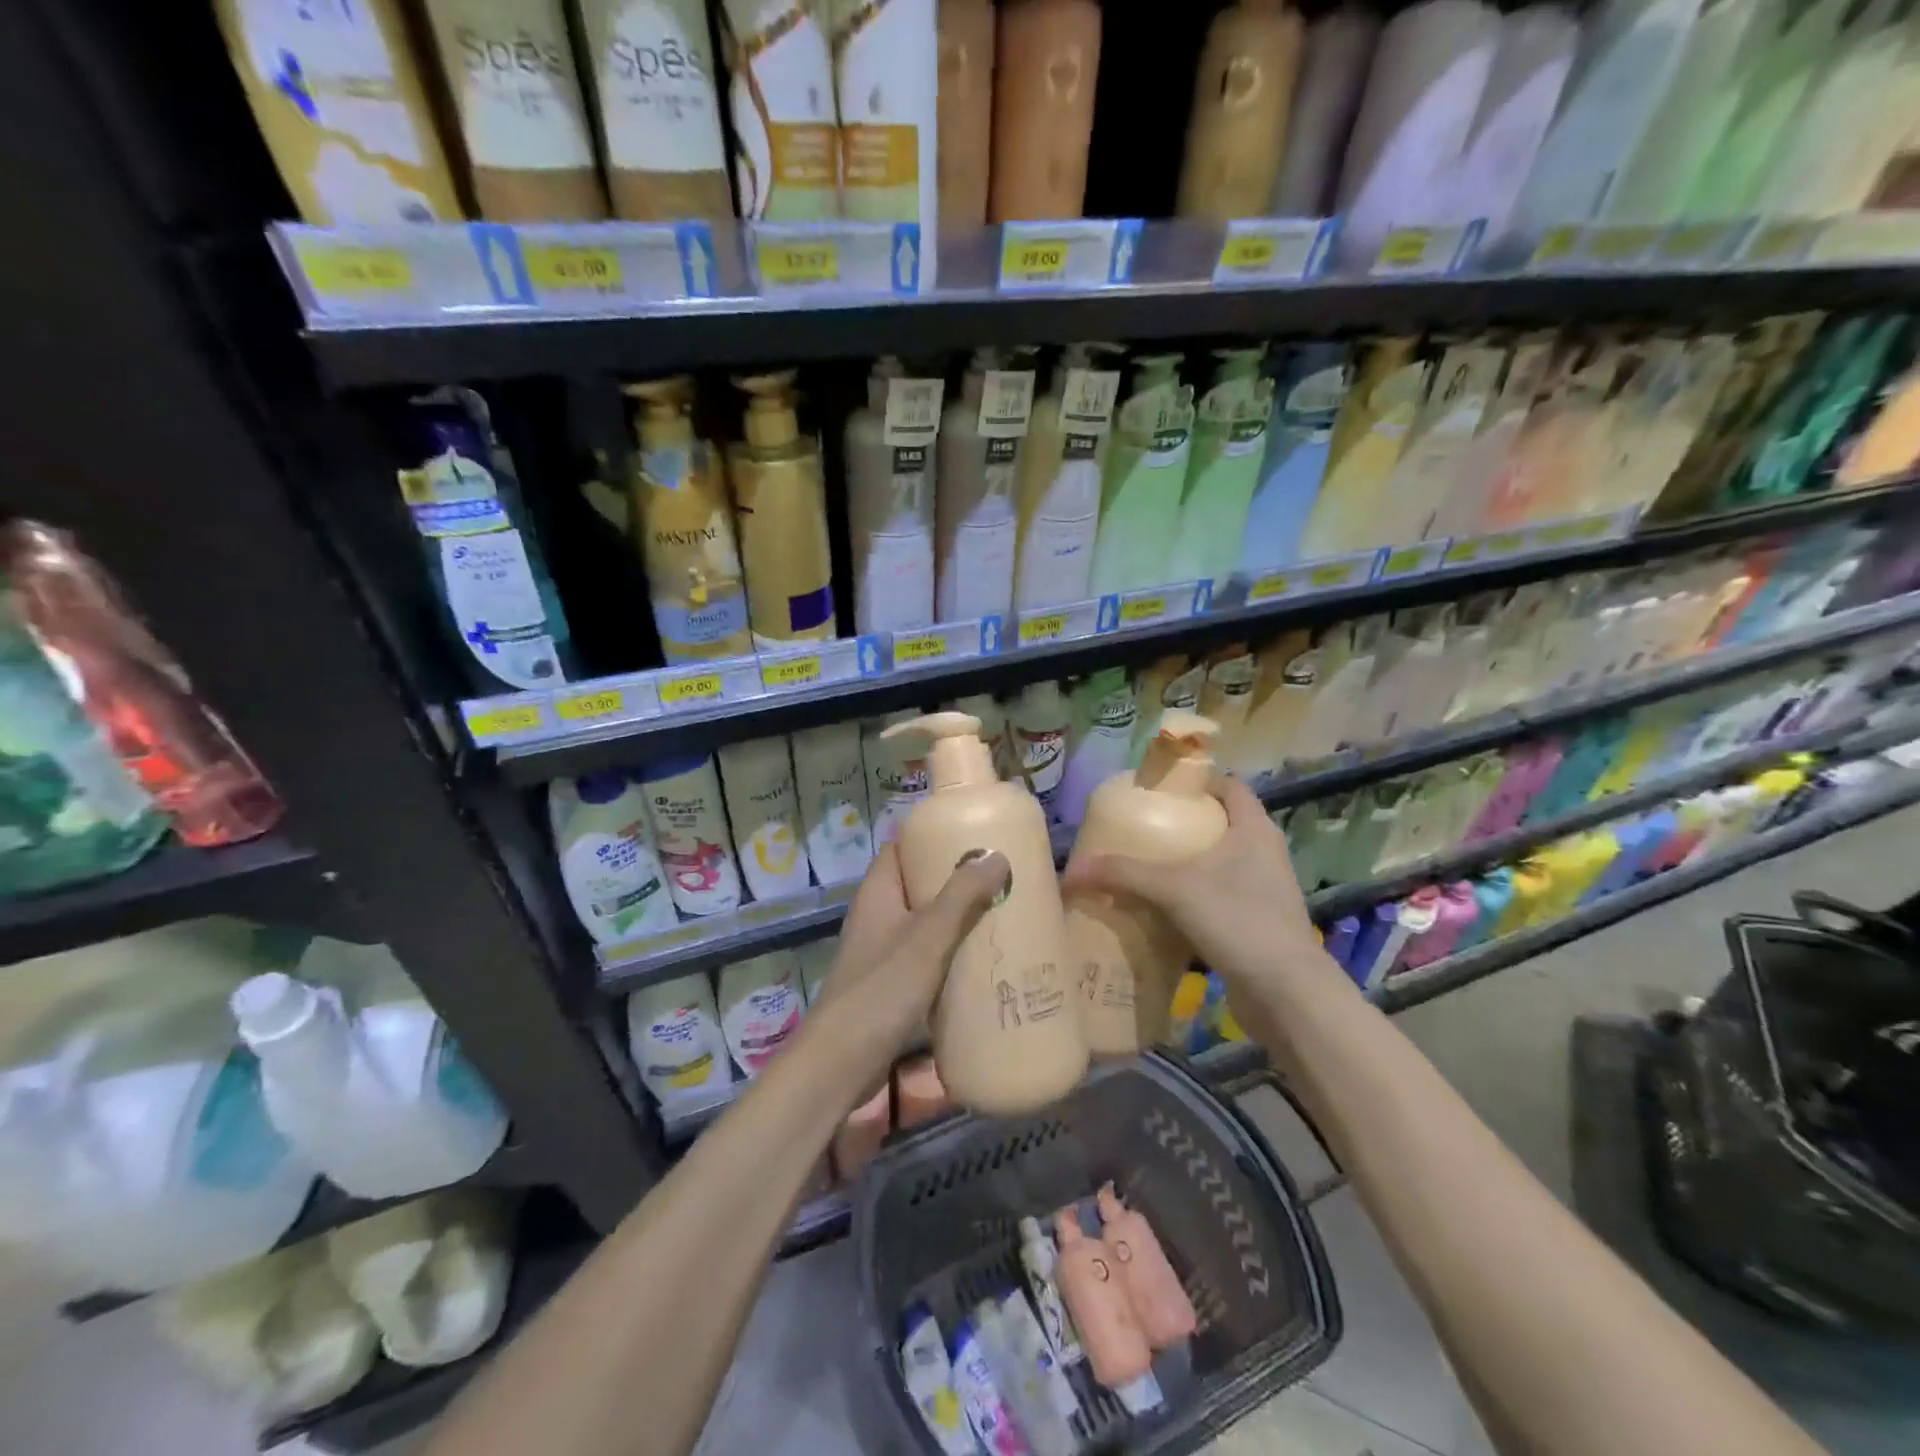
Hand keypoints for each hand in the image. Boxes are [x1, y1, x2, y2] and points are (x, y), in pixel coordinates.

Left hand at [814, 843, 1010, 1054]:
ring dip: (955, 918)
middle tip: (998, 875)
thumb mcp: (928, 936)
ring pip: (923, 922)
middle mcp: (876, 916)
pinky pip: (924, 956)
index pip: (900, 848)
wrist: (842, 1062)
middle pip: (915, 884)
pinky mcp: (889, 985)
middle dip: (953, 879)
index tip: (970, 833)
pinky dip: (949, 952)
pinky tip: (979, 961)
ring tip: (998, 912)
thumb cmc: (883, 988)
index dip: (930, 836)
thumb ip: (961, 895)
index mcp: (877, 893)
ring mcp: (880, 952)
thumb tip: (995, 856)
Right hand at [1060, 776, 1345, 1010]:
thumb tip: (1070, 871)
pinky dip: (1192, 897)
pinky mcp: (1256, 923)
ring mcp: (1263, 890)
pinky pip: (1218, 897)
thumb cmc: (1239, 920)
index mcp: (1254, 829)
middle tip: (1142, 827)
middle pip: (1220, 823)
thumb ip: (1123, 874)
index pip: (1229, 786)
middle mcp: (1263, 853)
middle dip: (1183, 824)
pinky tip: (1161, 909)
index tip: (1159, 789)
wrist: (1287, 994)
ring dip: (1186, 864)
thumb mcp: (1174, 889)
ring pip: (1219, 863)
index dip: (1197, 781)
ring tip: (1145, 866)